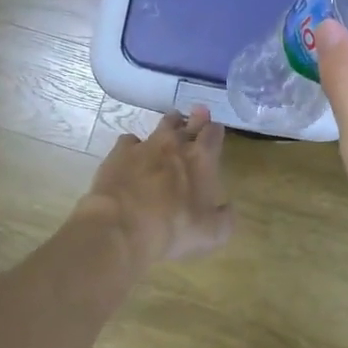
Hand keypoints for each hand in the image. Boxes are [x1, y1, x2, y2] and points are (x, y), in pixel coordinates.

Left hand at [82, 106, 233, 265]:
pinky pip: (130, 140)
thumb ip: (225, 218)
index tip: (216, 129)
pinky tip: (133, 154)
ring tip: (172, 124)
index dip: (215, 130)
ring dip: (170, 124)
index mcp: (201, 159)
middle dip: (196, 118)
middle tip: (199, 113)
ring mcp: (146, 145)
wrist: (121, 227)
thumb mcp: (212, 234)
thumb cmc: (173, 229)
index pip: (213, 134)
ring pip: (162, 125)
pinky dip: (135, 145)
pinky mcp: (120, 152)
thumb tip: (228, 208)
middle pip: (189, 122)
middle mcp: (175, 145)